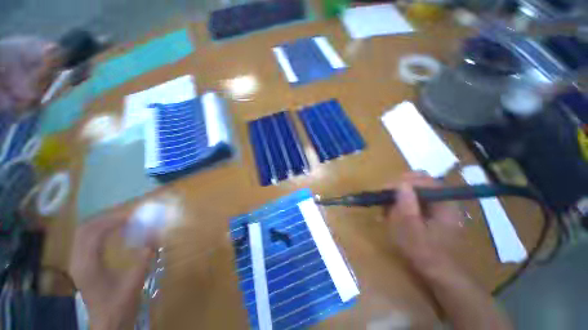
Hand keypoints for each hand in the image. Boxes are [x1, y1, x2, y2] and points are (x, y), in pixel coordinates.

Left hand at [70, 214, 154, 329]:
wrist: (107, 323)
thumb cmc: (119, 304)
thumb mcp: (134, 280)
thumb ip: (144, 256)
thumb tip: (156, 235)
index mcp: (87, 266)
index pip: (94, 233)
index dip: (112, 221)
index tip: (132, 216)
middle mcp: (76, 261)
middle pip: (84, 230)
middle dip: (105, 219)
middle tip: (126, 216)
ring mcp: (75, 263)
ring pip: (82, 234)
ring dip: (101, 224)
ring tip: (120, 221)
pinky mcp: (79, 265)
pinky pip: (84, 241)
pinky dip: (98, 232)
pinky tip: (111, 234)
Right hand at [385, 172, 463, 276]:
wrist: (437, 273)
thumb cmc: (424, 252)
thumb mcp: (411, 228)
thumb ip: (407, 205)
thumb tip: (400, 183)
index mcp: (444, 203)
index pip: (425, 180)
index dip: (404, 182)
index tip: (386, 189)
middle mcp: (443, 201)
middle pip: (420, 183)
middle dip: (399, 188)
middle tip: (384, 197)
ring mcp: (437, 207)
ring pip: (415, 191)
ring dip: (398, 197)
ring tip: (384, 208)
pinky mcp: (430, 213)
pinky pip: (414, 201)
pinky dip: (401, 204)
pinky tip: (390, 214)